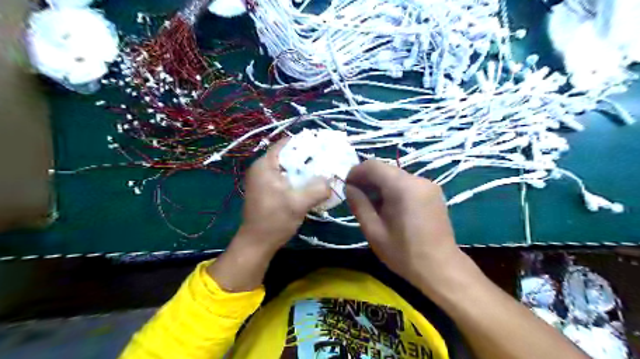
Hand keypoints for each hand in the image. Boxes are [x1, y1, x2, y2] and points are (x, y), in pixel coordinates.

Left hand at [239, 138, 332, 252]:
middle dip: (307, 157)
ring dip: (304, 170)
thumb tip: (332, 179)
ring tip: (323, 171)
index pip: (285, 144)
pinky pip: (286, 178)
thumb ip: (317, 189)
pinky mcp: (268, 190)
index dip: (304, 142)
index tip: (322, 145)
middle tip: (327, 159)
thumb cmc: (274, 221)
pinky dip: (298, 179)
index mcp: (264, 166)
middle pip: (287, 155)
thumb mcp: (298, 204)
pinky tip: (311, 185)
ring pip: (288, 168)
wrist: (257, 243)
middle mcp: (262, 169)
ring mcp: (264, 180)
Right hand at [348, 160, 462, 290]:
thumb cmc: (404, 253)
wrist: (441, 268)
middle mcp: (417, 179)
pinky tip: (389, 207)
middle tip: (357, 197)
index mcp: (402, 187)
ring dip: (380, 185)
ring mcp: (428, 185)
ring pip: (396, 175)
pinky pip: (407, 183)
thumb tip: (349, 187)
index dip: (356, 172)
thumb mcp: (374, 231)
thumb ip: (359, 204)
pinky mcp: (433, 192)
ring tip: (372, 204)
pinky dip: (393, 189)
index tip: (347, 187)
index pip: (372, 165)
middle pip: (385, 169)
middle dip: (367, 179)